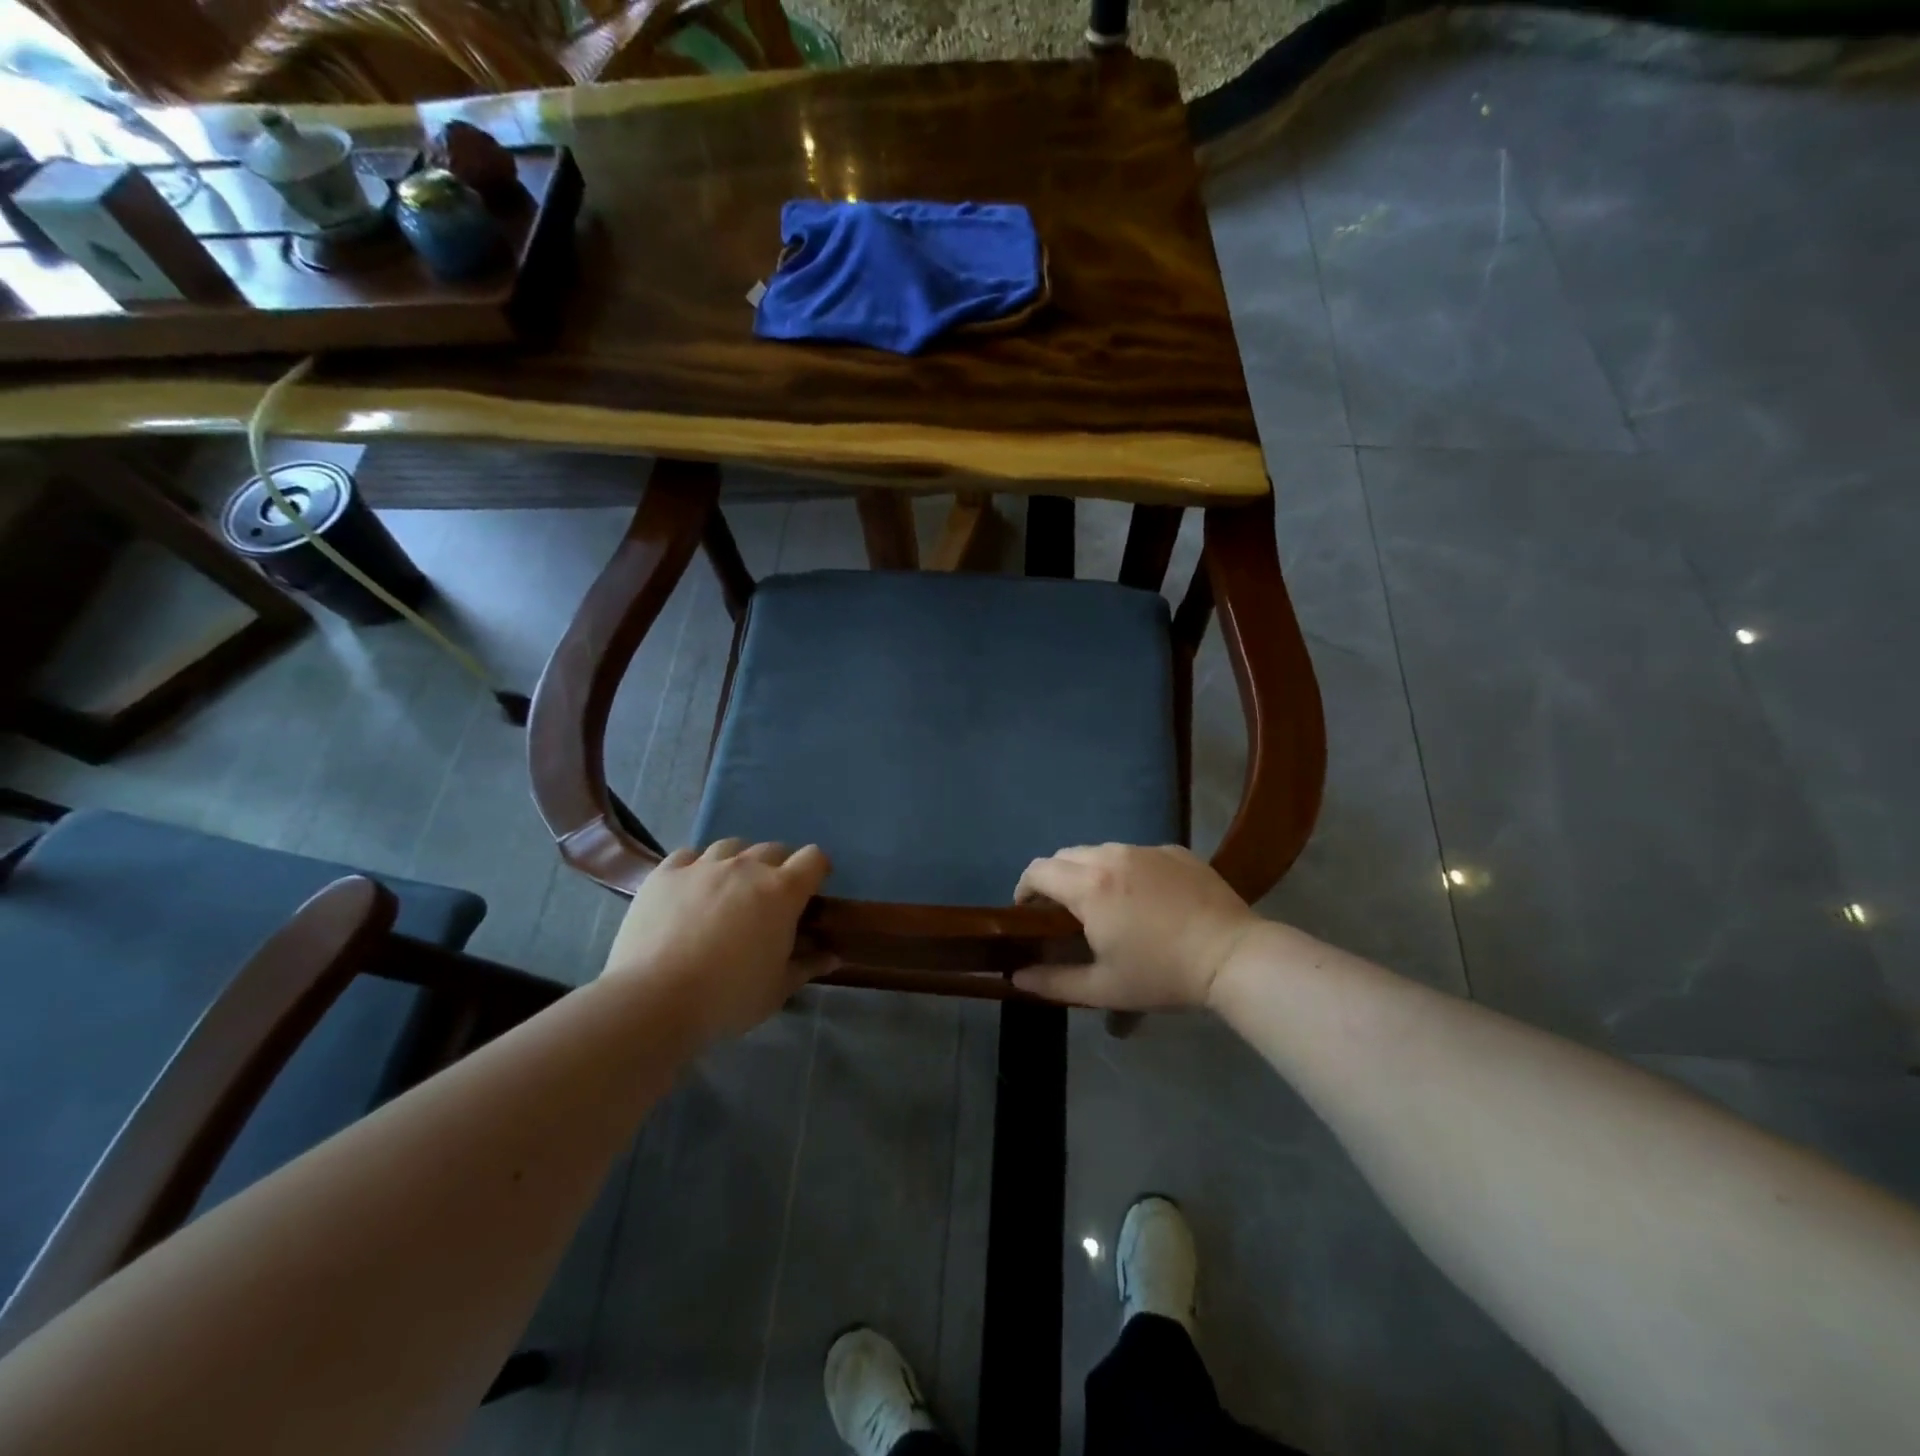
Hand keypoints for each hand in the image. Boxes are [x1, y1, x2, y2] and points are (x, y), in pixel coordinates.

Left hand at [602, 840, 832, 1046]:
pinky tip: (690, 889)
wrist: (655, 1000)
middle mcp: (746, 867)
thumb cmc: (728, 997)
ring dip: (738, 862)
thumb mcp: (777, 989)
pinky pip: (688, 855)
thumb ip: (807, 966)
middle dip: (778, 868)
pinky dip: (696, 866)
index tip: (810, 892)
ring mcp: (703, 865)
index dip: (817, 871)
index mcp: (782, 891)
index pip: (814, 858)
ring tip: (728, 889)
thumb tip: (832, 957)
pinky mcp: (665, 873)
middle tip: (768, 900)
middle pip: (773, 849)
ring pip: (731, 847)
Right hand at [1012, 844, 1259, 1009]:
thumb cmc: (1162, 974)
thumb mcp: (1104, 988)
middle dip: (1055, 879)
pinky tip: (1144, 898)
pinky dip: (1126, 869)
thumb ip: (1053, 982)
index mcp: (1089, 886)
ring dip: (1089, 872)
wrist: (1233, 956)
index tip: (1027, 912)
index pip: (1038, 870)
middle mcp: (1111, 856)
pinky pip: (1136, 854)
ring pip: (1101, 851)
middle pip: (1065, 856)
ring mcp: (1146, 850)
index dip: (1024, 888)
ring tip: (1103, 903)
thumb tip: (1016, 978)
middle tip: (1062, 913)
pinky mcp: (1174, 851)